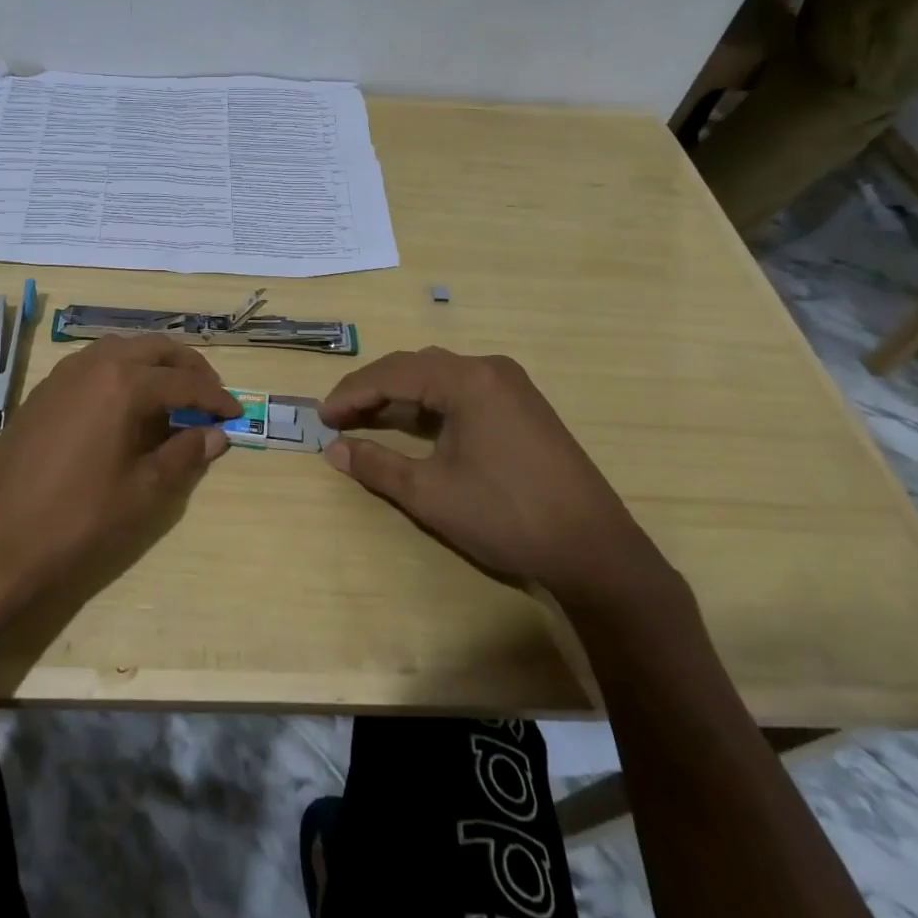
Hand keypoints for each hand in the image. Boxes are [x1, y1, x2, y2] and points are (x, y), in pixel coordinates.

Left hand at [0, 335, 240, 622]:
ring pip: (122, 350)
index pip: (184, 381)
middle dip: (188, 368)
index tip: (237, 415)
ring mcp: (63, 374)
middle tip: (210, 395)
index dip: (216, 398)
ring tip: (173, 397)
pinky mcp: (43, 391)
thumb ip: (185, 455)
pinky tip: (126, 406)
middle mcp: (94, 364)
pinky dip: (122, 373)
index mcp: (124, 382)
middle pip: (154, 349)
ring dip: (153, 365)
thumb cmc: (77, 519)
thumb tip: (217, 434)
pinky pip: (94, 365)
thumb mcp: (143, 492)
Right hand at [319, 348, 673, 607]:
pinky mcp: (524, 406)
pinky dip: (430, 403)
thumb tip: (334, 450)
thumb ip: (377, 465)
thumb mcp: (430, 493)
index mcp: (466, 380)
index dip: (351, 393)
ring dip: (401, 394)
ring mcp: (512, 385)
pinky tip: (416, 425)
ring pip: (439, 376)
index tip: (322, 417)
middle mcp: (489, 369)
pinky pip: (463, 390)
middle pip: (415, 366)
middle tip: (340, 416)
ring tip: (368, 418)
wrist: (595, 550)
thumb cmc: (506, 515)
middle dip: (372, 389)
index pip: (392, 374)